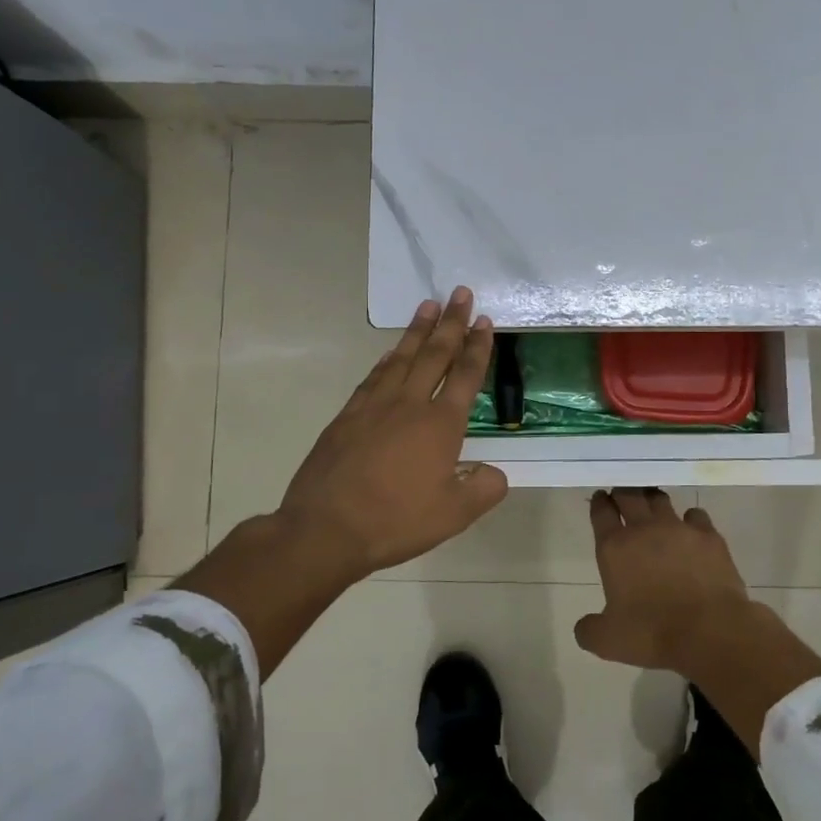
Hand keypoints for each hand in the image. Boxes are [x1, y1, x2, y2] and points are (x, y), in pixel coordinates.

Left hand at [277, 288, 508, 580]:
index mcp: (441, 424)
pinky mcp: (347, 416)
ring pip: (401, 357)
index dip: (478, 347)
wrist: (326, 528)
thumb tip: (495, 472)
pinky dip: (387, 359)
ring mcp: (374, 406)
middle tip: (459, 293)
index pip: (466, 376)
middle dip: (451, 322)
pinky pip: (374, 376)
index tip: (484, 320)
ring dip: (417, 330)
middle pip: (435, 354)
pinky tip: (390, 352)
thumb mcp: (454, 514)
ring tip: (428, 305)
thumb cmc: (396, 520)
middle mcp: (409, 404)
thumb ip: (484, 489)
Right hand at [576, 488, 820, 753]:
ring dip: (653, 499)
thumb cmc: (652, 633)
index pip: (602, 513)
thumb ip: (589, 629)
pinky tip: (691, 529)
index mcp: (615, 548)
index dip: (600, 503)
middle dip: (623, 492)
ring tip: (652, 504)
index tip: (601, 498)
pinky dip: (690, 519)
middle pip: (629, 495)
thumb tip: (584, 626)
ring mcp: (678, 528)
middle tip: (622, 495)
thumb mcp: (608, 641)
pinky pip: (696, 515)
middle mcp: (644, 529)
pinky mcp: (708, 535)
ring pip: (661, 499)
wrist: (709, 631)